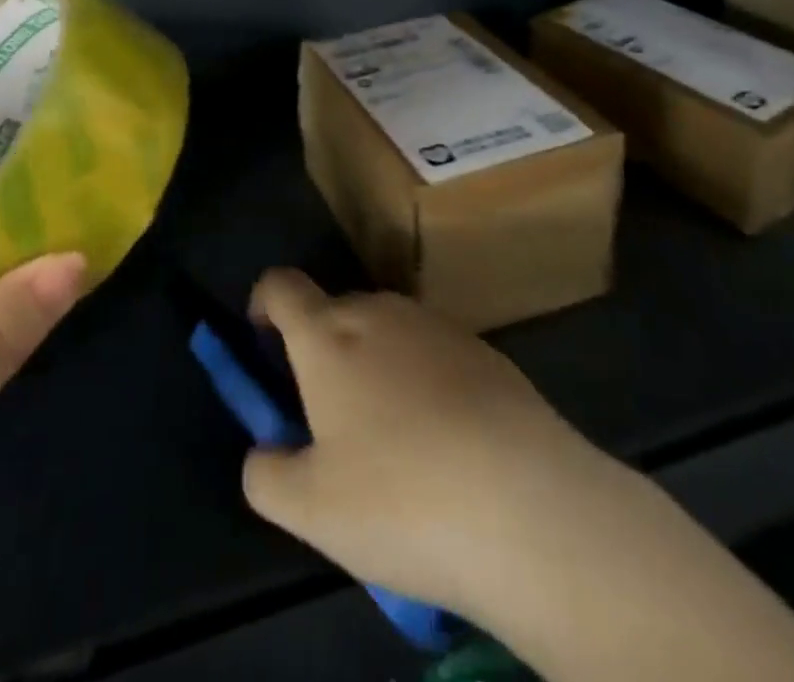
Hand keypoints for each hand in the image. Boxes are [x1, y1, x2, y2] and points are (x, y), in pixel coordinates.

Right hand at [241, 271, 793, 681]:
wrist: (529, 505)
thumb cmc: (400, 499)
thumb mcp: (309, 509)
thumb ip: (267, 473)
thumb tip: (266, 453)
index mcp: (328, 334)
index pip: (281, 285)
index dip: (264, 306)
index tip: (266, 347)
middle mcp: (380, 311)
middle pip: (335, 311)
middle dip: (322, 352)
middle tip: (331, 423)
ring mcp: (437, 326)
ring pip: (387, 332)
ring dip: (374, 368)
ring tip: (393, 446)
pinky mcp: (485, 351)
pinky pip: (433, 353)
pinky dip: (423, 382)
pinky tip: (447, 447)